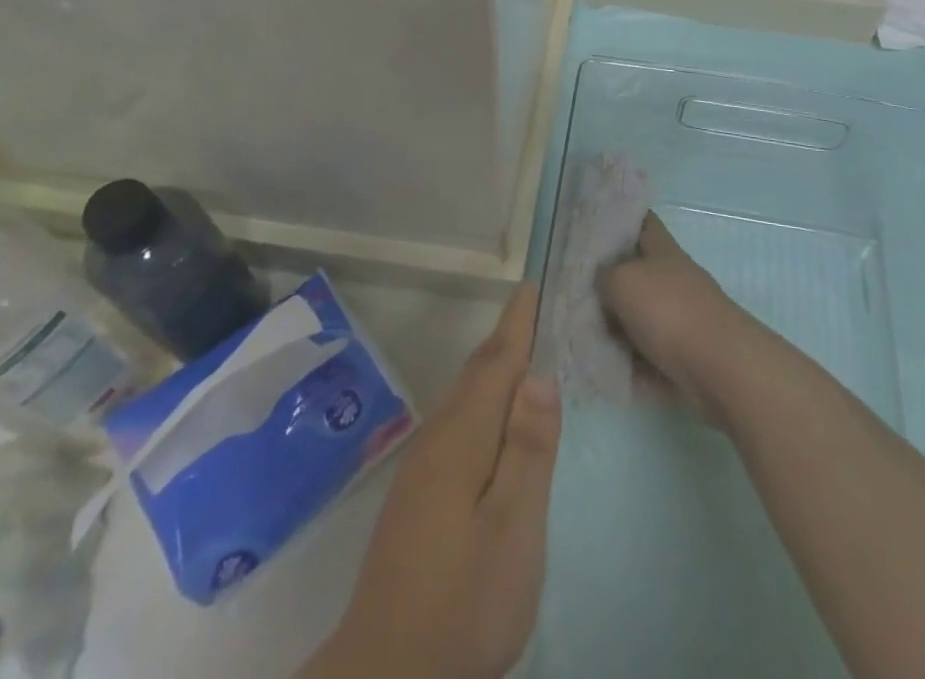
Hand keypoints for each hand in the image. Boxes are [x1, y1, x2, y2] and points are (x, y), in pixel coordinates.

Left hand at [303, 283, 561, 678]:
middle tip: (538, 310)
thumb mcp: (513, 528)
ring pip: (464, 398)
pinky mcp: (419, 495)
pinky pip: (458, 423)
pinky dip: (482, 402)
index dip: (516, 323)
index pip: (495, 363)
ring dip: (494, 368)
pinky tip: (495, 421)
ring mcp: (423, 468)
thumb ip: (528, 449)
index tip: (532, 285)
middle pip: (477, 373)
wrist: (386, 677)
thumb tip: (538, 374)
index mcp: (462, 437)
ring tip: (525, 352)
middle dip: (507, 338)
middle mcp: (438, 439)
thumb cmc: (462, 601)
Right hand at [598, 212, 759, 420]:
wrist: (720, 369)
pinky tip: (601, 365)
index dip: (620, 219)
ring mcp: (681, 318)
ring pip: (638, 315)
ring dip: (615, 324)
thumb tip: (600, 282)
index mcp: (663, 251)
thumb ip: (603, 276)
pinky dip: (628, 360)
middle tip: (572, 286)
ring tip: (579, 330)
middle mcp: (673, 279)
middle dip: (608, 279)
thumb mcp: (622, 281)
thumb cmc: (669, 311)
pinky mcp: (683, 356)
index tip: (592, 224)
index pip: (642, 222)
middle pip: (636, 271)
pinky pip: (646, 353)